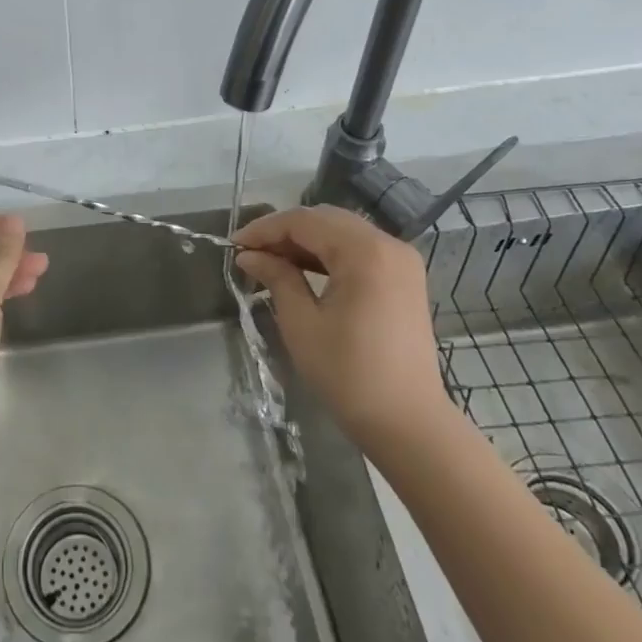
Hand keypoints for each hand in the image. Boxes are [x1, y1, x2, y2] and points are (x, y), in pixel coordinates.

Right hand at [233, 205, 451, 444]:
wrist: (408, 422)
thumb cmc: (349, 374)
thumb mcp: (302, 323)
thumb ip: (276, 278)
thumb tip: (249, 255)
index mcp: (365, 252)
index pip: (305, 221)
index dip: (265, 229)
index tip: (234, 245)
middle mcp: (388, 245)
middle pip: (325, 219)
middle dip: (284, 231)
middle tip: (251, 252)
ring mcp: (401, 260)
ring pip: (342, 231)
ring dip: (305, 241)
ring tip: (271, 261)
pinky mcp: (404, 278)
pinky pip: (359, 249)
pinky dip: (329, 253)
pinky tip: (303, 269)